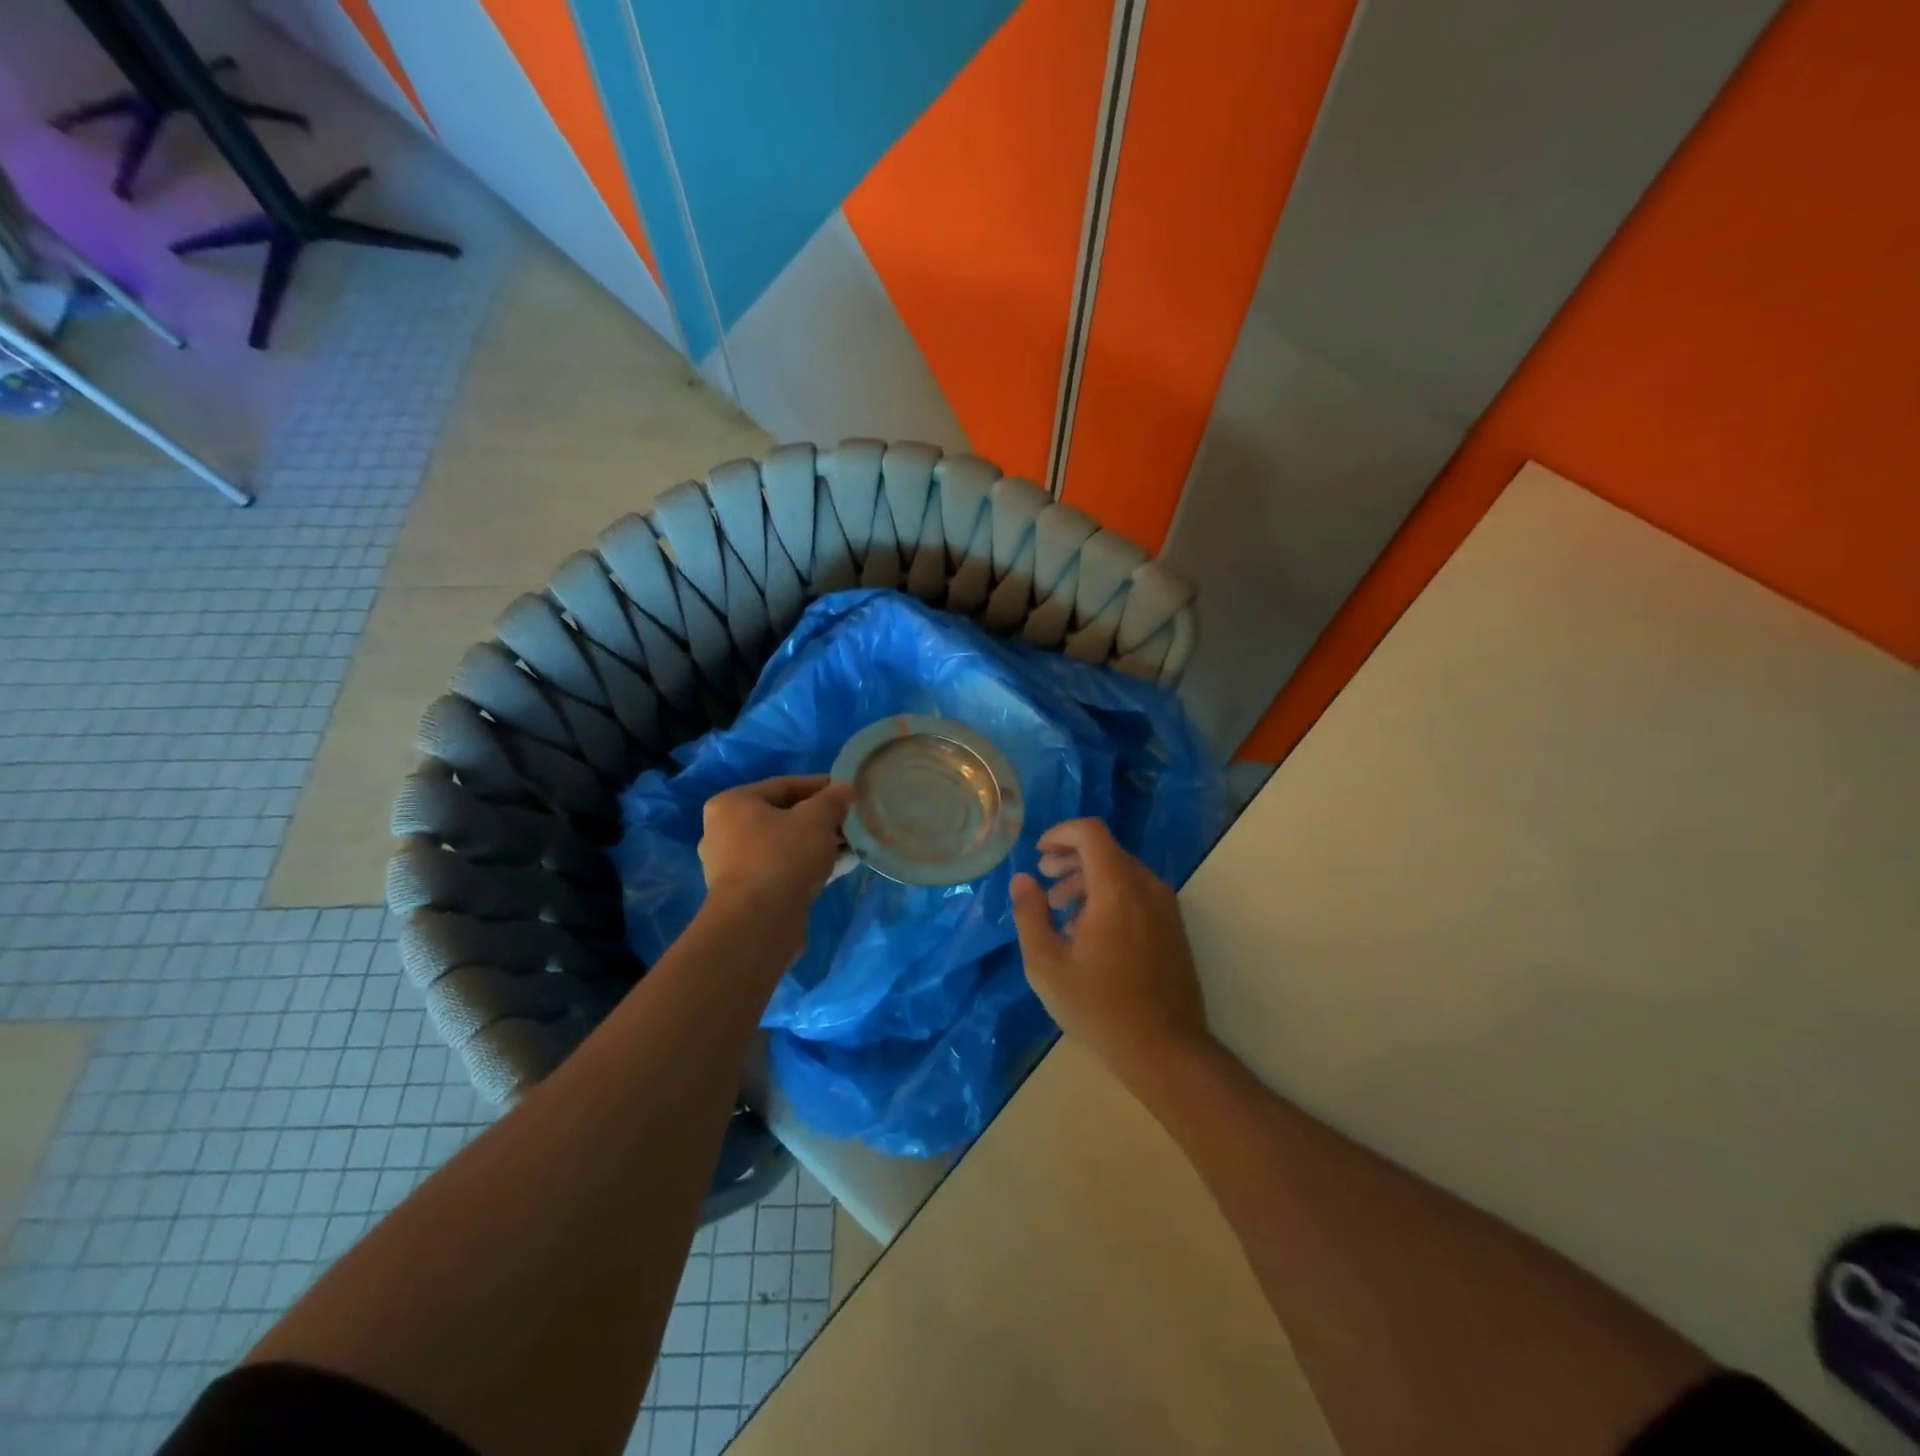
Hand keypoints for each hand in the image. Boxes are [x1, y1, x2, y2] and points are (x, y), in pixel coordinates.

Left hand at [699, 776, 851, 933]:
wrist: (758, 924)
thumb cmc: (783, 858)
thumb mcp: (816, 819)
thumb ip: (832, 799)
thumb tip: (844, 789)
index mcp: (733, 803)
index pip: (785, 785)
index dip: (821, 786)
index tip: (850, 793)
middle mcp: (725, 831)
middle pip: (784, 815)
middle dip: (822, 818)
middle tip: (853, 821)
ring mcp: (734, 865)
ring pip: (785, 844)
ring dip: (818, 843)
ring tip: (852, 845)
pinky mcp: (747, 893)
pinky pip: (783, 868)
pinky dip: (808, 864)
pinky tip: (839, 867)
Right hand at [1010, 819, 1210, 1082]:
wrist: (1165, 1049)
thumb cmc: (1099, 1007)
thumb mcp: (1047, 964)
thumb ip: (1030, 914)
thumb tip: (1022, 879)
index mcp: (1117, 889)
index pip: (1090, 832)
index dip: (1061, 833)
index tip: (1038, 853)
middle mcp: (1147, 887)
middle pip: (1106, 850)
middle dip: (1070, 859)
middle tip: (1044, 880)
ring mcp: (1165, 907)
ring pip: (1122, 872)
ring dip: (1088, 879)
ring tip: (1061, 910)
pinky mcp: (1173, 927)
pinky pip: (1137, 893)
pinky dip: (1110, 895)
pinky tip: (1090, 931)